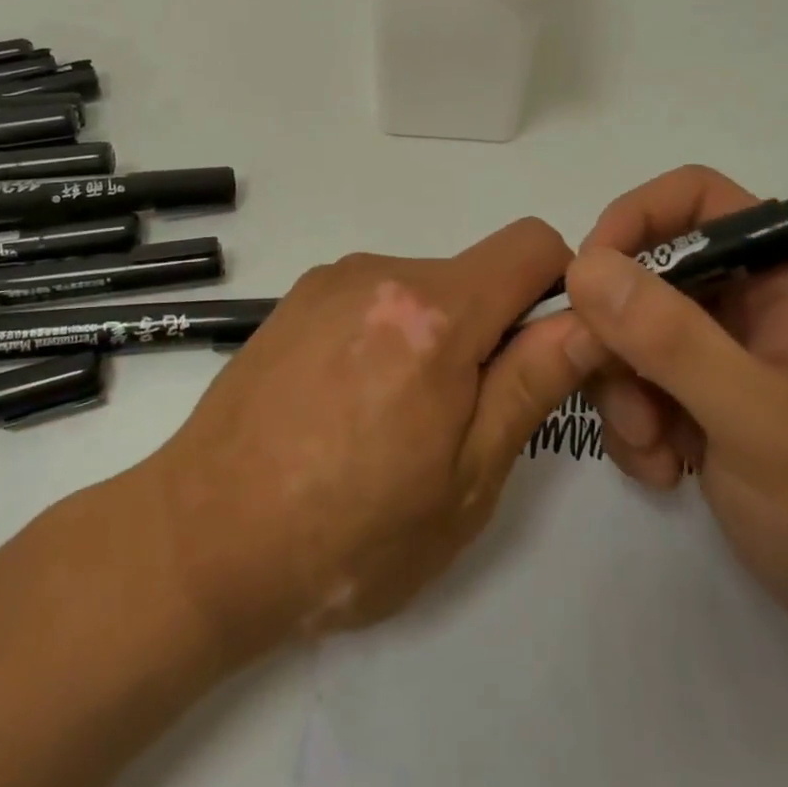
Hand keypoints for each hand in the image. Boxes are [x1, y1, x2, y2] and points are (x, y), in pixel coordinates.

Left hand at [143, 218, 590, 656]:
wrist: (199, 541)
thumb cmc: (348, 536)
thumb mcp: (464, 480)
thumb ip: (531, 384)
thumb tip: (587, 320)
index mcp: (433, 314)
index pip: (532, 245)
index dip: (562, 288)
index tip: (549, 352)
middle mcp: (381, 272)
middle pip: (475, 274)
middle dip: (492, 330)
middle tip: (463, 420)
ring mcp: (331, 280)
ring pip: (424, 290)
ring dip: (436, 337)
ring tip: (395, 422)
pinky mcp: (296, 297)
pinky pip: (374, 298)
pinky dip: (388, 335)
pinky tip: (349, 404)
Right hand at [566, 166, 787, 670]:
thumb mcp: (757, 418)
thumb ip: (669, 337)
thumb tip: (584, 265)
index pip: (694, 200)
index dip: (633, 221)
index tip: (588, 281)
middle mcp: (760, 300)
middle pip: (652, 273)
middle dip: (619, 334)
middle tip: (611, 392)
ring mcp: (738, 353)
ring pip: (639, 333)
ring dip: (626, 390)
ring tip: (652, 453)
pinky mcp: (722, 401)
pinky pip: (651, 384)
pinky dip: (641, 423)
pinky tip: (666, 471)